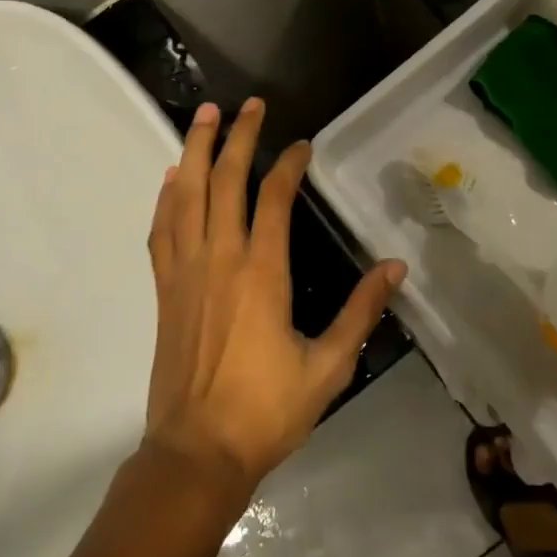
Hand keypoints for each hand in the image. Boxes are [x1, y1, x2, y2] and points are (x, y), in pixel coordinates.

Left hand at [144, 97, 406, 495]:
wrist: (197, 451)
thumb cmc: (267, 410)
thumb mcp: (329, 366)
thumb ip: (361, 312)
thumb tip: (395, 267)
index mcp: (262, 274)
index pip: (275, 199)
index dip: (289, 165)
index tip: (301, 145)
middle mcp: (220, 258)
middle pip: (224, 180)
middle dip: (237, 136)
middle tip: (248, 105)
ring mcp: (185, 270)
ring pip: (186, 194)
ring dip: (195, 150)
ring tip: (203, 116)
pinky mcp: (165, 288)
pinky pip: (162, 229)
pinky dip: (166, 196)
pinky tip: (173, 177)